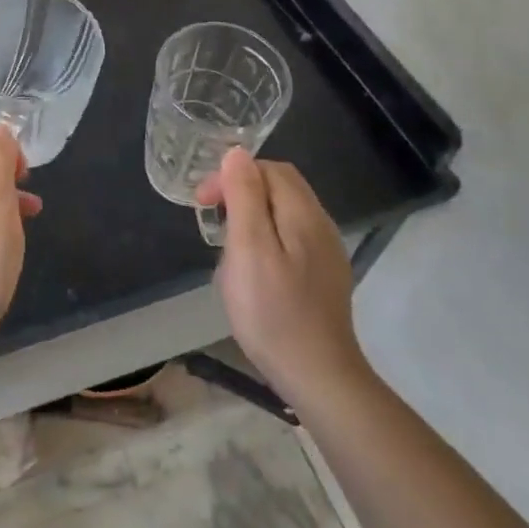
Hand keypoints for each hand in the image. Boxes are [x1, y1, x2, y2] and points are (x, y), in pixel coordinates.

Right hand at [197, 148, 367, 399]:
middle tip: (210, 218)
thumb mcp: (249, 249)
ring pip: (285, 212)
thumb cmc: (273, 311)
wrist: (317, 375)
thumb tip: (237, 152)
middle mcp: (320, 225)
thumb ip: (245, 197)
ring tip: (226, 243)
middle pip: (280, 186)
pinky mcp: (324, 276)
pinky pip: (292, 237)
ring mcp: (326, 252)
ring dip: (252, 215)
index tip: (202, 202)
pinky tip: (252, 267)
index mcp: (302, 213)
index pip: (268, 169)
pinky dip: (266, 237)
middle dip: (241, 191)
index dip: (232, 175)